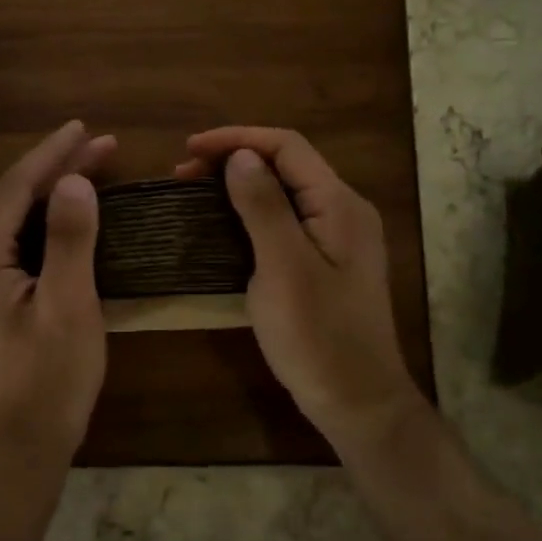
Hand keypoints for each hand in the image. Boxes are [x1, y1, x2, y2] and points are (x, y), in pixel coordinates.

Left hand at [0, 121, 116, 467]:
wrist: (20, 448)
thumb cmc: (48, 378)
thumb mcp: (68, 305)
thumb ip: (70, 238)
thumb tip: (75, 181)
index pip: (14, 190)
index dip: (50, 155)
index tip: (85, 128)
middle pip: (12, 202)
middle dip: (55, 170)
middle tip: (101, 145)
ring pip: (15, 224)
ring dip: (52, 195)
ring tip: (93, 169)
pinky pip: (18, 248)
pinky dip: (47, 226)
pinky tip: (72, 219)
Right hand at [177, 127, 425, 459]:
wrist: (357, 401)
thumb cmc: (317, 335)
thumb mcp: (283, 268)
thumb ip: (263, 206)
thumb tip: (240, 156)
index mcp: (339, 204)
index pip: (287, 147)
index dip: (236, 139)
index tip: (189, 150)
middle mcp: (343, 211)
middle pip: (287, 165)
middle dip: (234, 160)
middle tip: (184, 174)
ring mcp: (337, 238)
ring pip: (284, 193)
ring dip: (239, 186)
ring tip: (195, 193)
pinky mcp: (325, 262)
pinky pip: (285, 221)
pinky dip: (250, 214)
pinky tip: (223, 226)